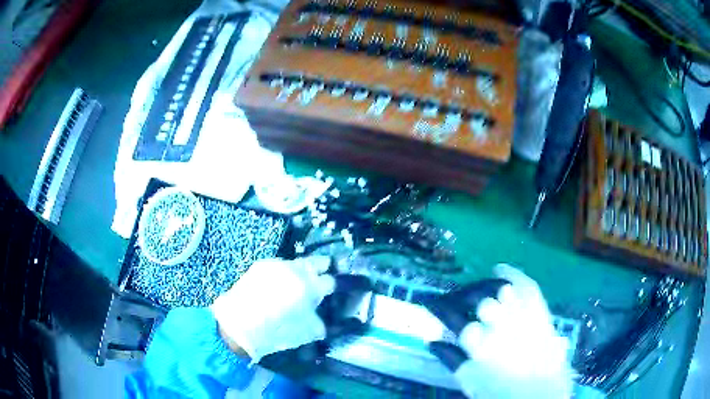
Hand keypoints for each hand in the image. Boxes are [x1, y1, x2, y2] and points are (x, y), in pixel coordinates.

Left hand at [211, 256, 335, 362]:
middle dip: (322, 268)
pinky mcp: (261, 266)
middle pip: (316, 262)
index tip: (331, 291)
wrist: (239, 325)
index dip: (332, 286)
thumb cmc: (277, 331)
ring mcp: (277, 265)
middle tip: (323, 275)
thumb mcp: (306, 333)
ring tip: (297, 283)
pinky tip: (278, 285)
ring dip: (300, 271)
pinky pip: (278, 266)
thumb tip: (321, 320)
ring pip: (296, 263)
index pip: (330, 281)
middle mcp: (295, 270)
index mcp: (309, 287)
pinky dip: (282, 273)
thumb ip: (318, 323)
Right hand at [427, 264, 573, 398]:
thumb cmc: (501, 391)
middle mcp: (502, 328)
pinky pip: (525, 285)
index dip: (443, 309)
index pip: (455, 319)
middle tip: (458, 300)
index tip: (434, 305)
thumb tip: (434, 341)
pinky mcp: (539, 310)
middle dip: (466, 298)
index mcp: (481, 348)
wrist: (539, 391)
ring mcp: (523, 316)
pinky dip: (512, 273)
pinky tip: (500, 269)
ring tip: (479, 291)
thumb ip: (451, 359)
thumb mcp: (470, 381)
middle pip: (481, 302)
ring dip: (487, 288)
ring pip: (501, 290)